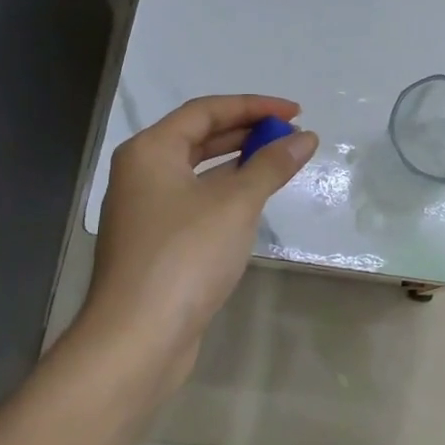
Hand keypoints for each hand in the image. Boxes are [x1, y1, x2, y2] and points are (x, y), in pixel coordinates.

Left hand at [73, 94, 316, 400]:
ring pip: (199, 172)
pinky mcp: (156, 242)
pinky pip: (197, 201)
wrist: (138, 337)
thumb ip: (272, 165)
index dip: (254, 106)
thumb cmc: (186, 255)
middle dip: (247, 132)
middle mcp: (142, 173)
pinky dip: (227, 193)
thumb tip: (306, 137)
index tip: (296, 112)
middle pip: (199, 137)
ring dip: (239, 163)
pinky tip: (254, 202)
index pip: (206, 111)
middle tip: (292, 137)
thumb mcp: (236, 203)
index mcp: (150, 151)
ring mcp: (146, 210)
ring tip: (281, 163)